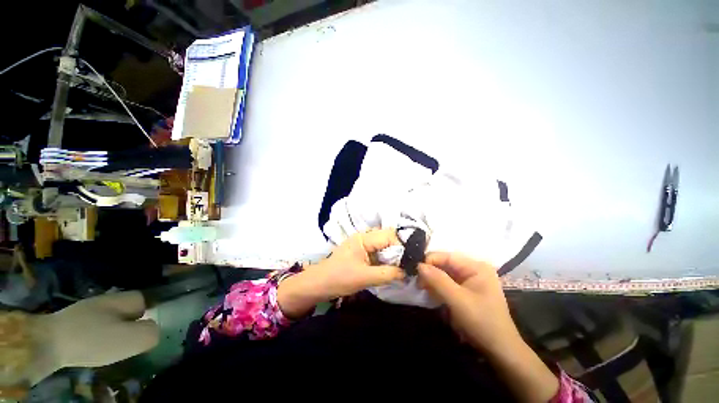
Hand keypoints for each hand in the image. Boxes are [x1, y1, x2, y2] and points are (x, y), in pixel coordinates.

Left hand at [277, 229, 404, 317]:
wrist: (319, 284)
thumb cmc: (340, 278)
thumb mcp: (365, 277)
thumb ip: (388, 273)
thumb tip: (406, 272)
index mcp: (364, 238)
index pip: (389, 236)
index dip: (400, 247)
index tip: (407, 262)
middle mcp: (363, 236)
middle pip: (387, 238)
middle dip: (397, 251)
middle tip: (404, 265)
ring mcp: (361, 243)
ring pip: (383, 245)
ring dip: (391, 255)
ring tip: (398, 267)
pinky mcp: (360, 251)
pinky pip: (377, 251)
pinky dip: (384, 258)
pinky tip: (388, 268)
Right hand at [418, 253, 559, 402]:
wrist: (499, 350)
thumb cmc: (481, 322)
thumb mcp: (458, 300)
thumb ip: (438, 280)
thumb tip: (418, 265)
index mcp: (476, 266)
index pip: (447, 256)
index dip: (430, 261)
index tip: (415, 271)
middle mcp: (473, 269)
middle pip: (445, 264)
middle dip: (430, 272)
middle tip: (417, 283)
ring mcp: (470, 279)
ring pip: (444, 273)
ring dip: (433, 280)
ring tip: (422, 288)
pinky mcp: (466, 290)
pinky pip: (447, 282)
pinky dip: (438, 287)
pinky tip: (431, 293)